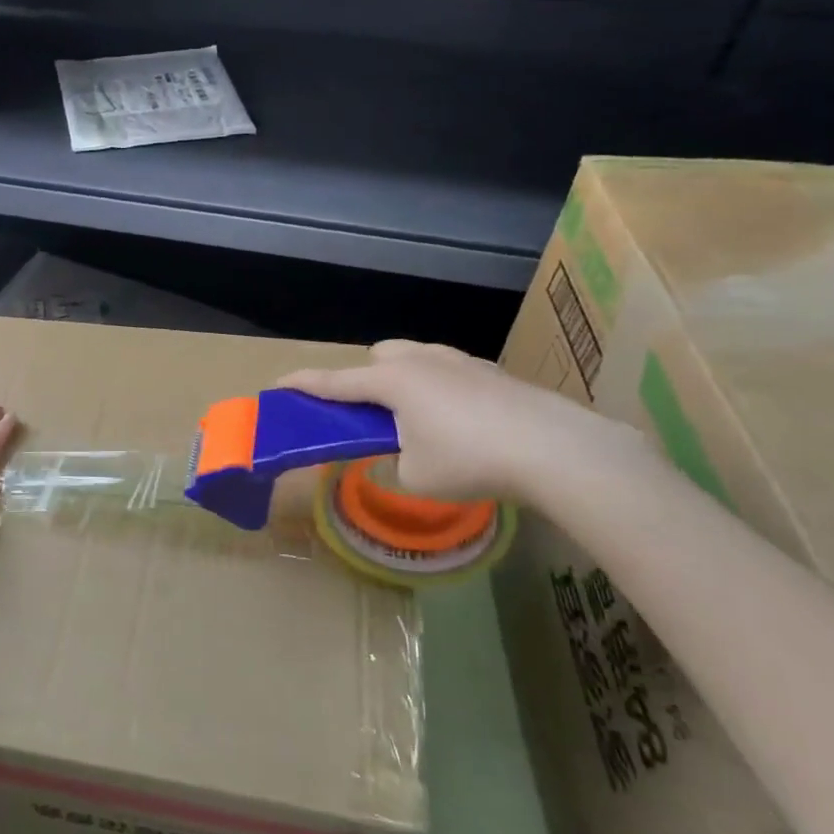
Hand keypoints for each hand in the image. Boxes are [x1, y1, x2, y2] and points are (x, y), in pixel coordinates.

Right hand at [278, 340, 636, 505]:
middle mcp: (422, 361)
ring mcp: (461, 361)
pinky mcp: (492, 371)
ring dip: (405, 378)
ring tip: (418, 418)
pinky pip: (449, 369)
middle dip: (367, 378)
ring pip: (416, 356)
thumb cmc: (470, 462)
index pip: (335, 381)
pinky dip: (440, 388)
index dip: (304, 383)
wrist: (555, 449)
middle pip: (379, 355)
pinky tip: (461, 420)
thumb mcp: (415, 477)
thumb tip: (399, 456)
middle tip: (372, 416)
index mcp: (392, 381)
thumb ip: (393, 463)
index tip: (278, 383)